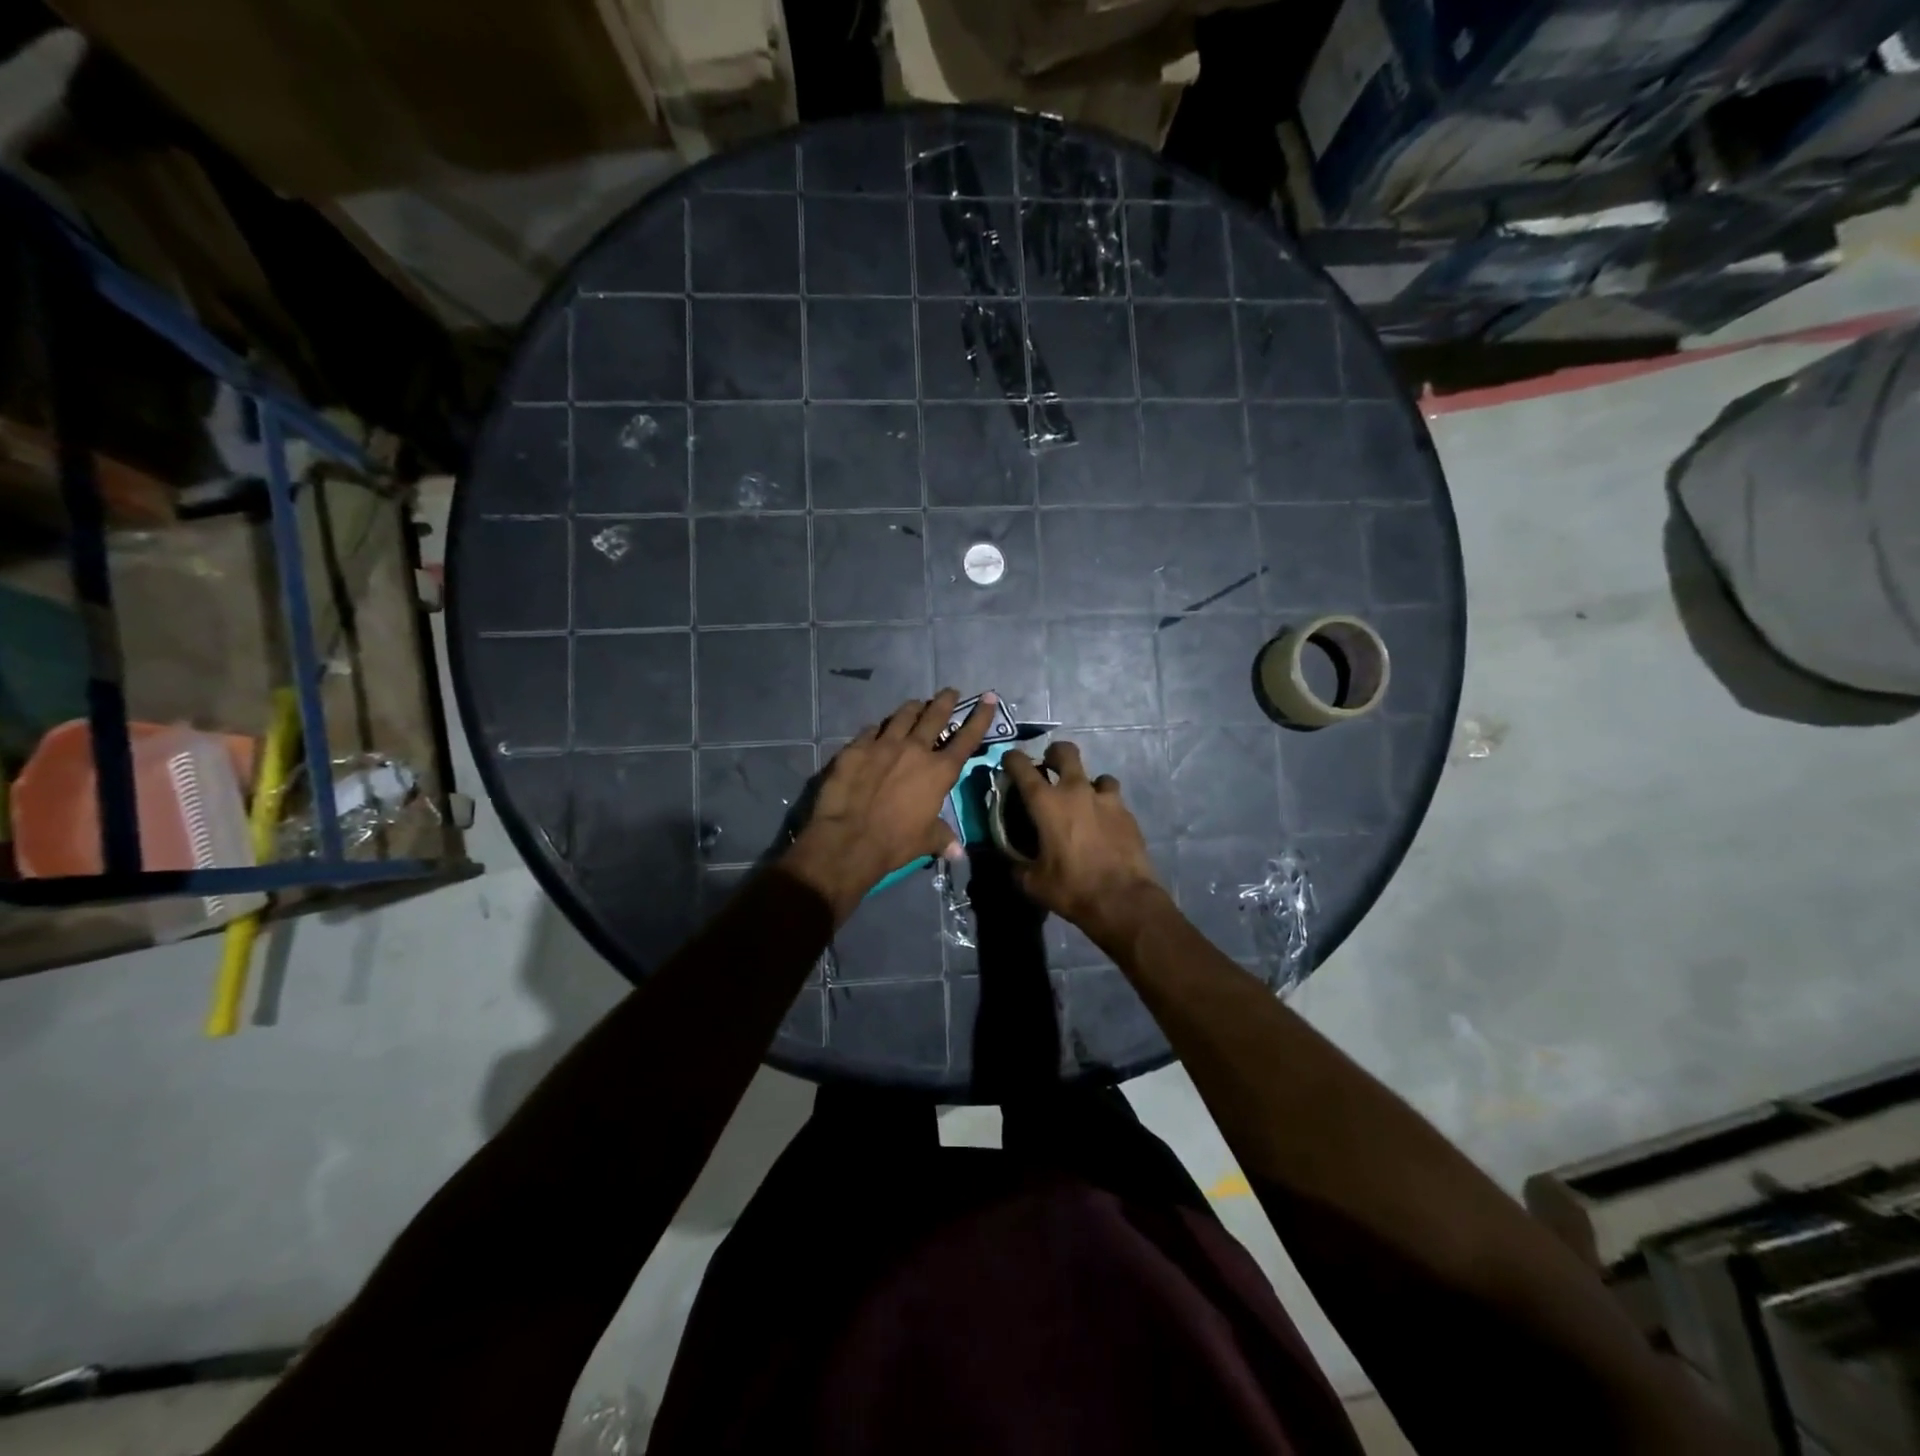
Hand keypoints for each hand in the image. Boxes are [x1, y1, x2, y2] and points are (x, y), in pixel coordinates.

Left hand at [782, 690, 994, 921]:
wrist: (849, 838)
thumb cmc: (895, 842)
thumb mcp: (926, 841)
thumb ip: (943, 838)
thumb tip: (958, 852)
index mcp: (939, 771)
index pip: (967, 738)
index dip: (980, 717)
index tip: (988, 698)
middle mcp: (915, 749)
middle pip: (934, 716)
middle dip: (945, 701)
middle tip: (949, 692)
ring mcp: (884, 744)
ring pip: (902, 716)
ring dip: (913, 708)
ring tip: (916, 704)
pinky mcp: (856, 748)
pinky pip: (870, 730)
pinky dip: (878, 729)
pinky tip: (876, 730)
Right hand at [1000, 742, 1169, 951]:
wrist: (1123, 900)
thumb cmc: (1072, 888)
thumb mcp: (1033, 882)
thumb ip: (1017, 865)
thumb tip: (1011, 861)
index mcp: (1046, 803)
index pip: (1022, 766)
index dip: (1012, 759)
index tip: (1009, 762)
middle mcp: (1076, 791)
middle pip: (1065, 752)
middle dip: (1054, 754)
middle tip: (1050, 768)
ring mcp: (1106, 799)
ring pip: (1096, 775)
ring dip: (1087, 784)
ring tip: (1084, 803)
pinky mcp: (1127, 813)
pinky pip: (1113, 798)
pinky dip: (1105, 805)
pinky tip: (1104, 823)